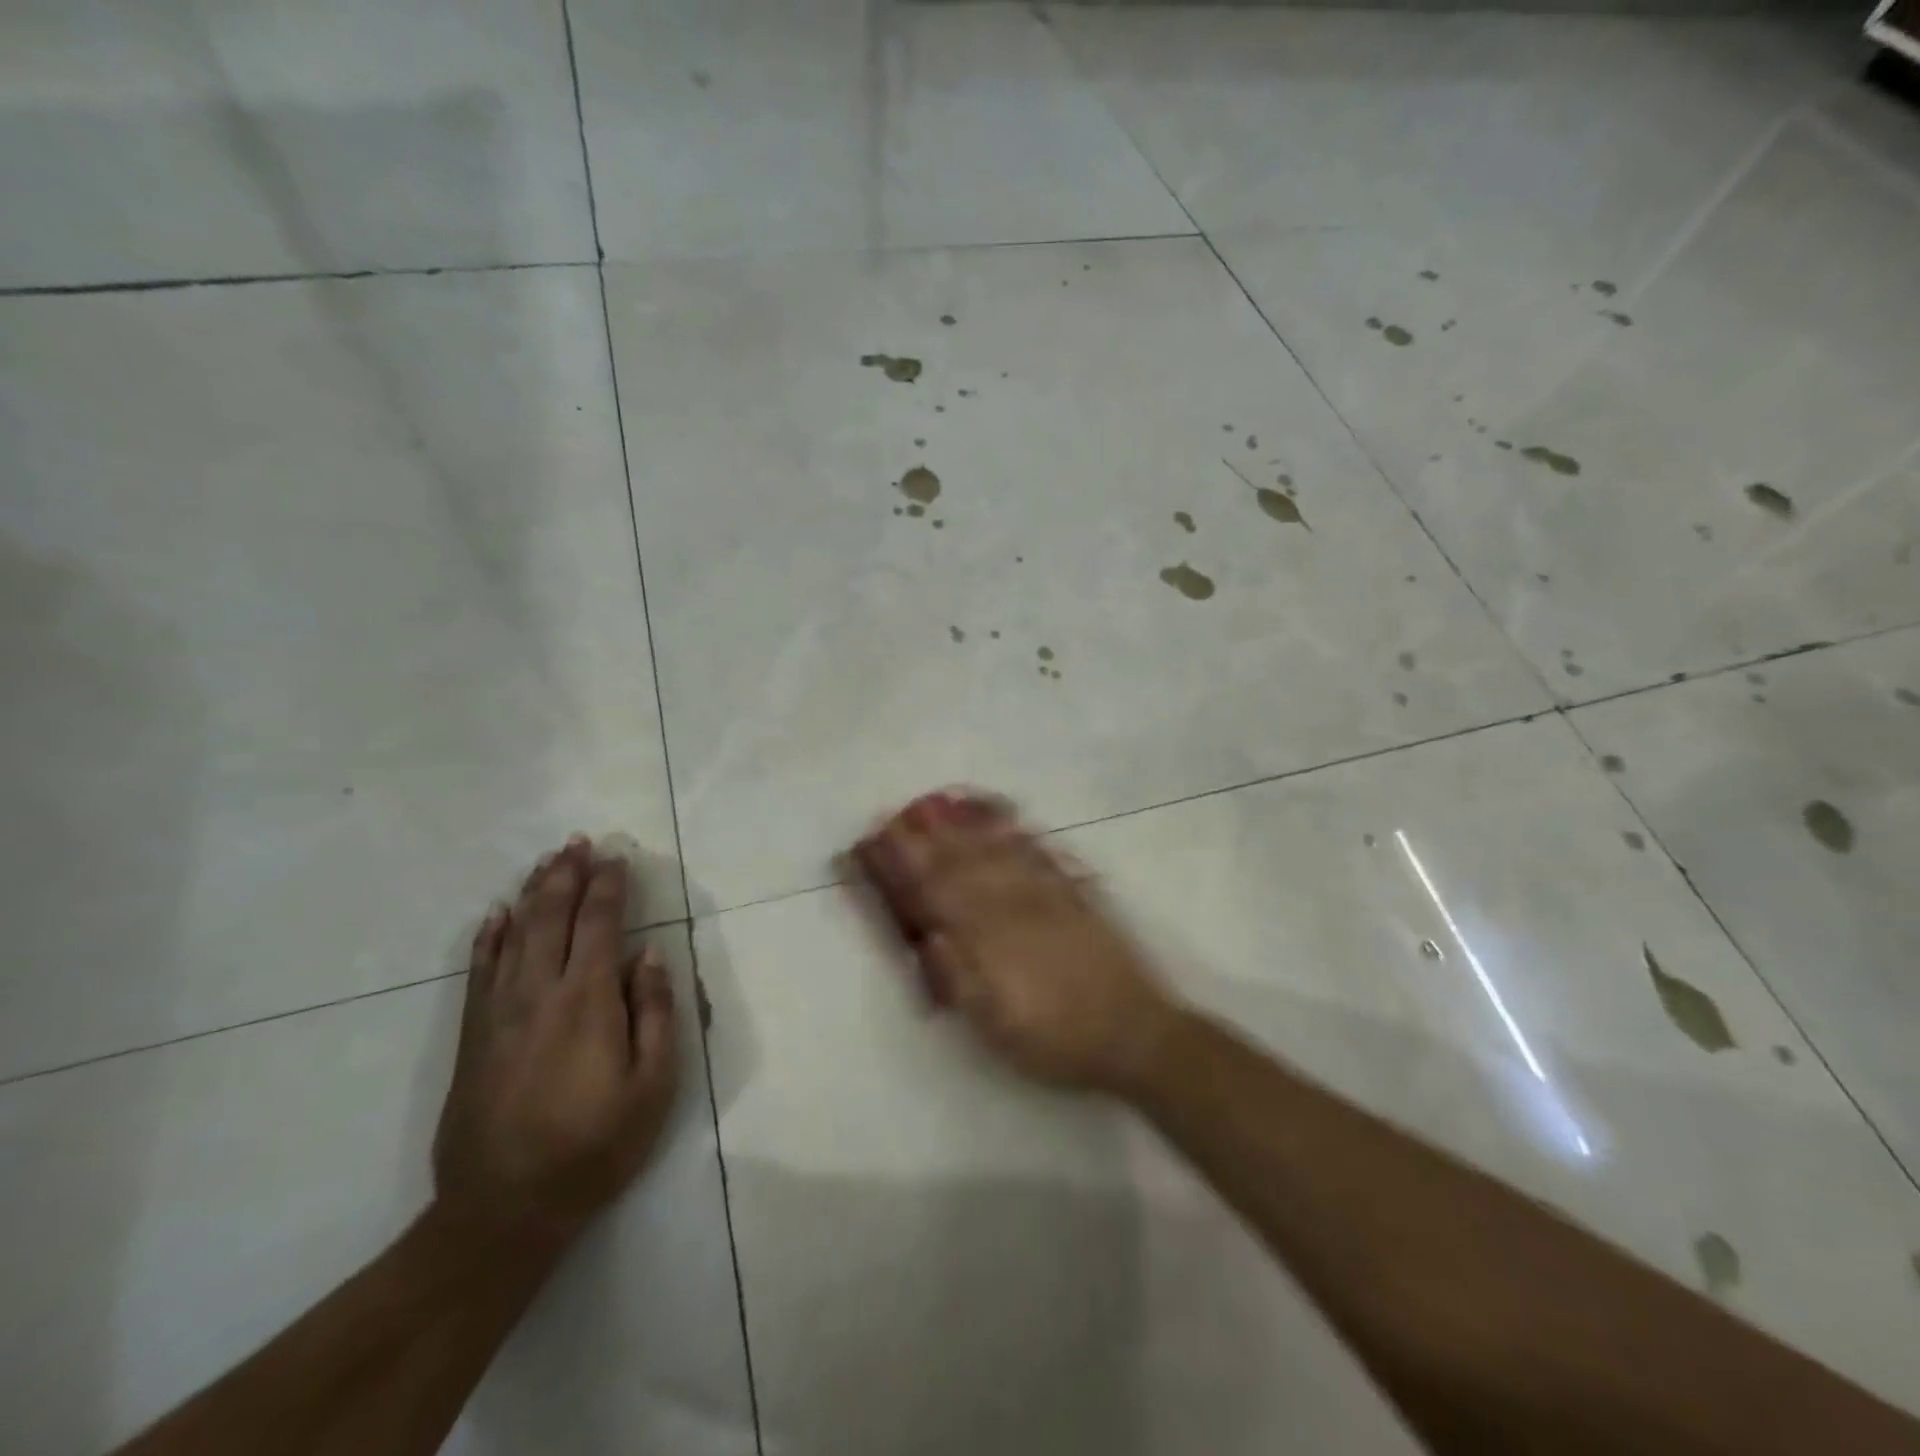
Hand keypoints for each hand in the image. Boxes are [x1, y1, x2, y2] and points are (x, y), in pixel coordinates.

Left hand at [433, 837, 679, 1237]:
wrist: (504, 1209)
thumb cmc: (595, 1145)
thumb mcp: (653, 1085)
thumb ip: (654, 1012)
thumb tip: (649, 954)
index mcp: (588, 1000)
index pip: (598, 924)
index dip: (608, 886)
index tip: (617, 857)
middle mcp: (539, 992)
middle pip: (550, 917)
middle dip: (566, 875)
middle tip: (577, 842)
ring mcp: (499, 1012)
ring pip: (513, 934)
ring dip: (531, 893)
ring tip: (546, 862)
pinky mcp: (473, 1036)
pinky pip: (478, 971)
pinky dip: (487, 937)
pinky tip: (495, 915)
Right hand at [849, 791, 1179, 1094]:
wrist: (1134, 1032)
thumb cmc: (1055, 1040)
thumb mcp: (996, 1026)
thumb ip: (960, 977)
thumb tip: (929, 934)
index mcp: (988, 941)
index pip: (936, 893)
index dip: (905, 866)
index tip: (878, 843)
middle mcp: (1012, 907)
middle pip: (961, 863)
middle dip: (926, 836)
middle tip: (899, 812)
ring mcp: (1045, 895)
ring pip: (996, 849)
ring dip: (964, 824)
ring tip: (939, 800)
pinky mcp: (1072, 893)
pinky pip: (1037, 851)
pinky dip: (1014, 830)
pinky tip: (1002, 816)